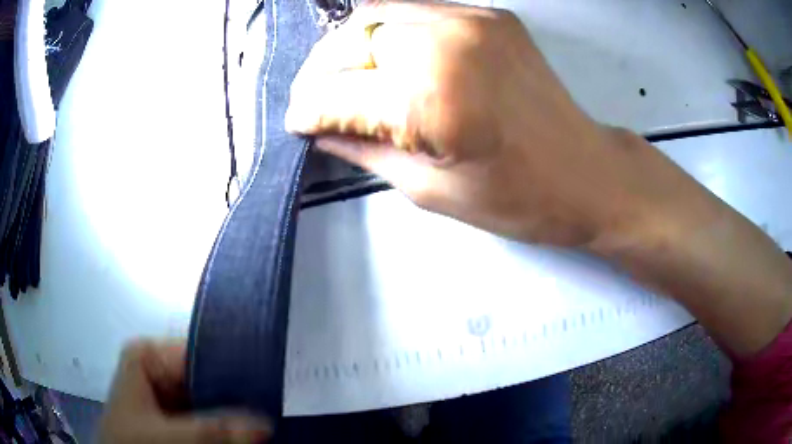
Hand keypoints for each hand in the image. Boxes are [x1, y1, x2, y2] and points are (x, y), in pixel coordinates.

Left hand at [98, 340, 271, 443]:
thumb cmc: (130, 442)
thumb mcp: (163, 437)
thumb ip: (209, 431)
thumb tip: (265, 424)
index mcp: (149, 355)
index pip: (201, 351)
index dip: (235, 369)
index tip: (269, 386)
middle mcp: (160, 368)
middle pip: (209, 378)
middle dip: (239, 399)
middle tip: (275, 411)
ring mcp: (168, 393)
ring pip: (212, 402)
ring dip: (236, 417)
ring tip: (268, 424)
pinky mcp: (177, 417)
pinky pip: (209, 418)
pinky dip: (227, 429)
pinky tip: (248, 435)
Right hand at [286, 1, 679, 246]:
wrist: (586, 173)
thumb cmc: (517, 198)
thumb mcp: (429, 188)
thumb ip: (364, 148)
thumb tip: (320, 128)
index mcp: (432, 98)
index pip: (337, 92)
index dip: (308, 109)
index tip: (297, 122)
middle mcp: (447, 42)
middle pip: (350, 39)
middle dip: (322, 72)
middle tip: (315, 100)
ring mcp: (471, 19)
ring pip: (376, 15)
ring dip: (350, 48)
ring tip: (348, 81)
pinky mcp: (488, 14)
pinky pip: (413, 12)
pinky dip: (387, 33)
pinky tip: (388, 60)